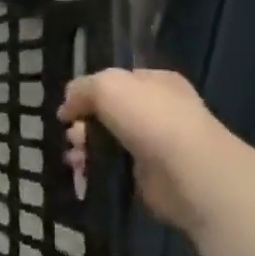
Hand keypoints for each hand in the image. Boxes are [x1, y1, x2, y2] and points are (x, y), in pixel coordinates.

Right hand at [59, 68, 237, 234]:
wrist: (186, 171)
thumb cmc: (150, 118)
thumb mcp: (107, 85)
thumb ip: (81, 88)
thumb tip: (68, 107)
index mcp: (156, 82)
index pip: (117, 81)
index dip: (89, 91)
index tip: (70, 107)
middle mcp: (157, 110)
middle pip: (106, 112)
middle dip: (82, 123)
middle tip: (73, 134)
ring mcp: (154, 144)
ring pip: (105, 140)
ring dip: (83, 146)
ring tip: (75, 156)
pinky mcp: (147, 174)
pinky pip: (110, 166)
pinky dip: (92, 168)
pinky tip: (82, 170)